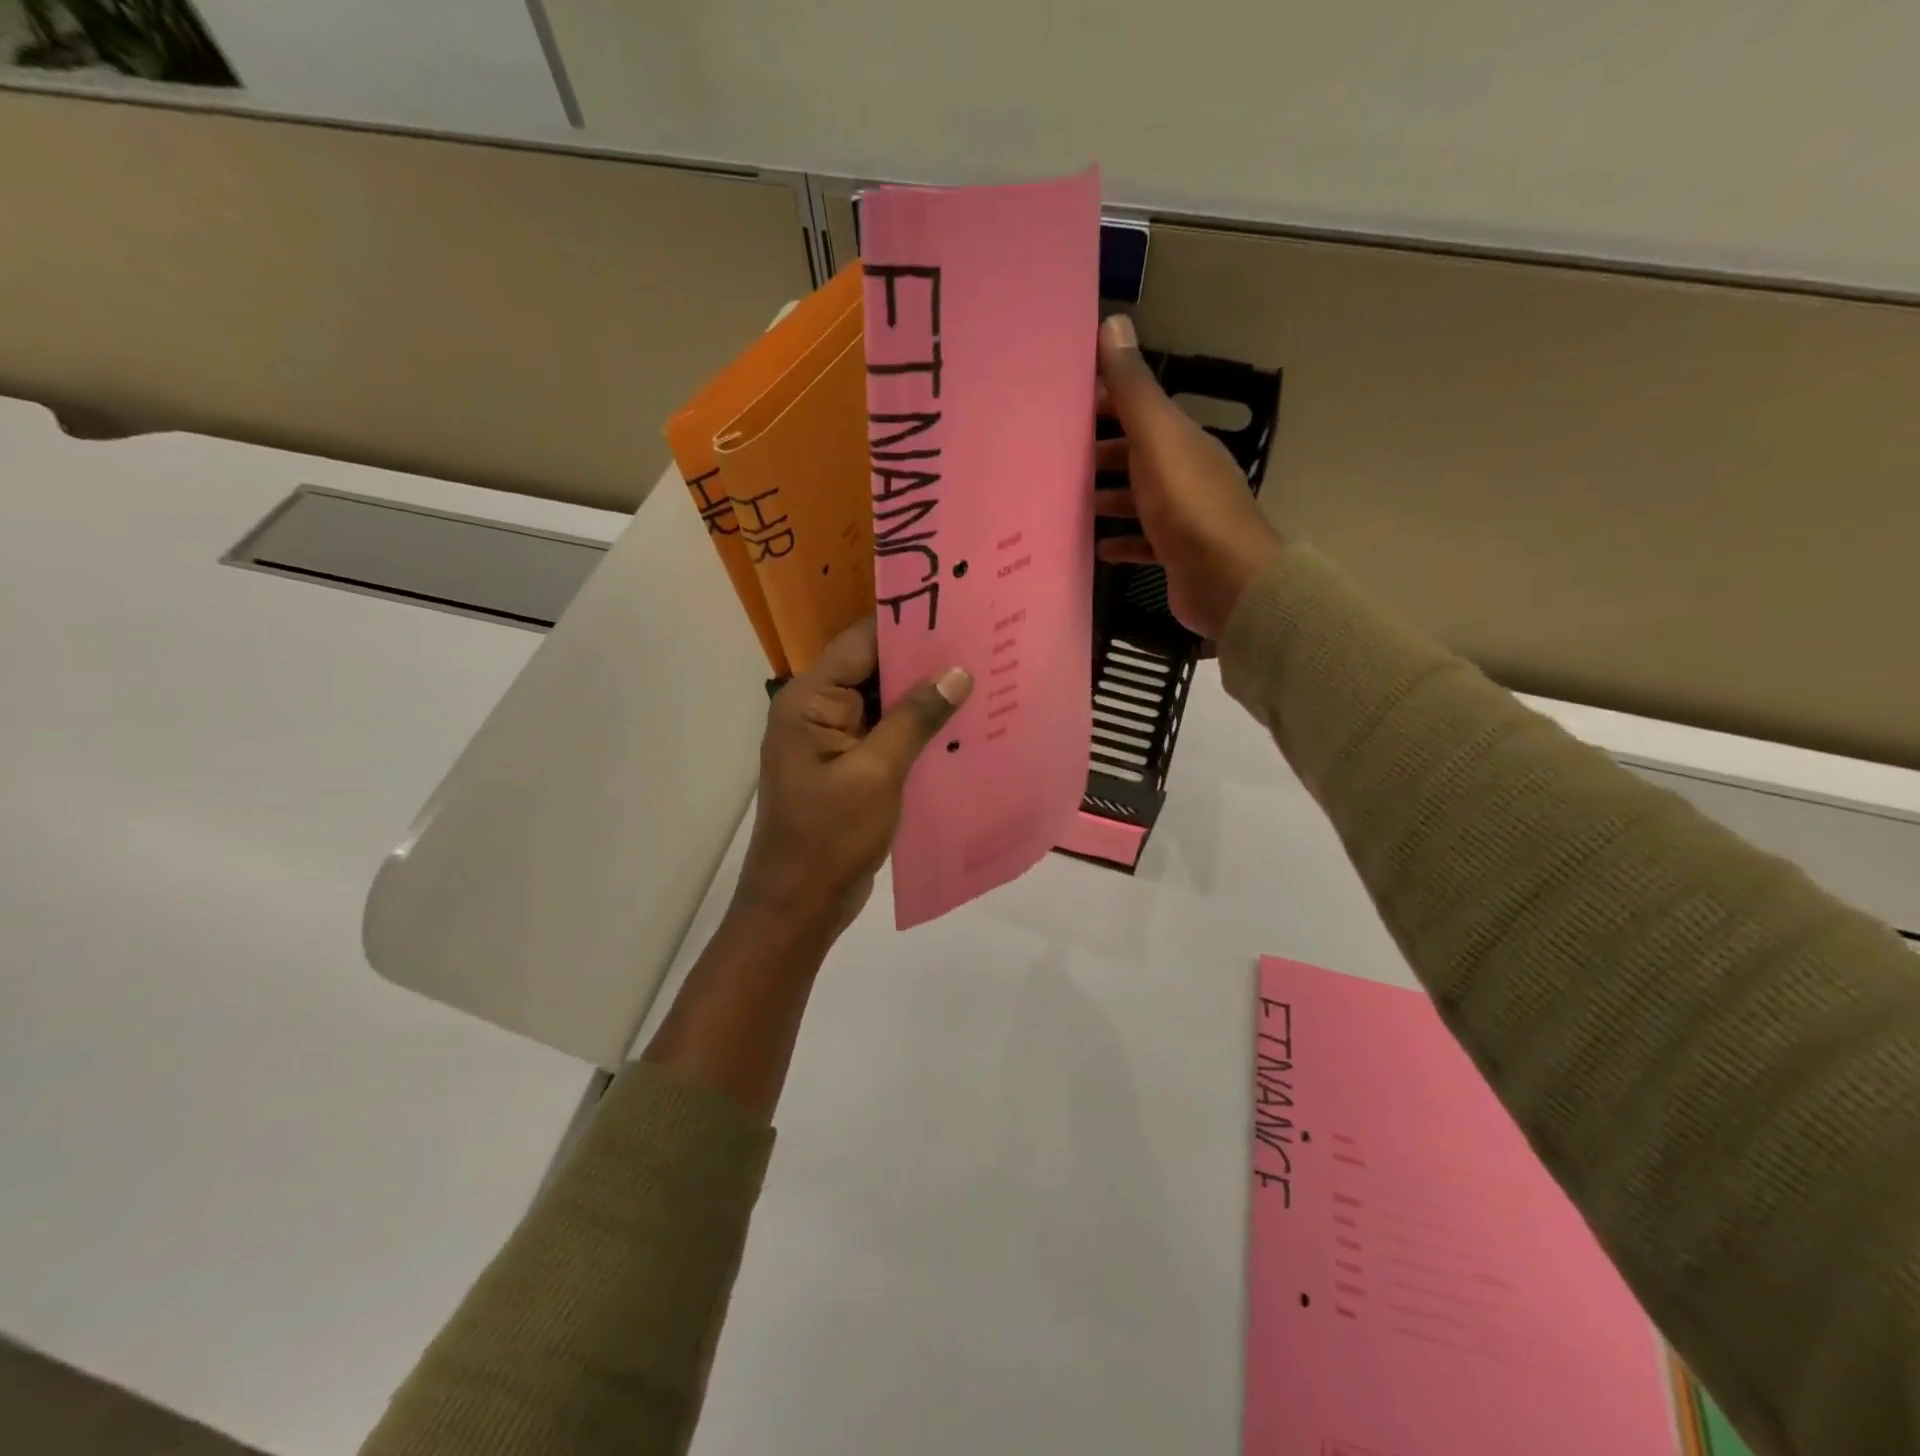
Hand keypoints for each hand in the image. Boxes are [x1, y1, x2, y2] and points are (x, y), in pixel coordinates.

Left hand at [732, 617, 972, 943]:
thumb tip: (957, 673)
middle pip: (872, 669)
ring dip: (923, 695)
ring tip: (979, 675)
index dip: (906, 624)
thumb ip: (915, 719)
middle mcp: (817, 711)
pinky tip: (959, 724)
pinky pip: (885, 734)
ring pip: (883, 702)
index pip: (860, 643)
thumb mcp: (877, 773)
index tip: (957, 610)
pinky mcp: (849, 766)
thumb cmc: (830, 836)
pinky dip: (916, 728)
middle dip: (922, 660)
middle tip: (979, 641)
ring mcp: (833, 740)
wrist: (800, 905)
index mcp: (809, 701)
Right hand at [1094, 313, 1284, 640]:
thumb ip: (1132, 390)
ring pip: (1136, 498)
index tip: (1062, 405)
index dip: (1104, 402)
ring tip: (1065, 503)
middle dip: (1098, 453)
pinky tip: (1095, 547)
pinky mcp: (1175, 554)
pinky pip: (1141, 542)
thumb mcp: (1157, 440)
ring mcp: (1181, 516)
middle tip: (1053, 459)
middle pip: (1135, 454)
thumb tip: (1113, 322)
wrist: (1228, 581)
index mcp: (1180, 440)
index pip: (1139, 409)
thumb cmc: (1188, 506)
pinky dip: (1119, 541)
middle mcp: (1183, 472)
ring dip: (1105, 497)